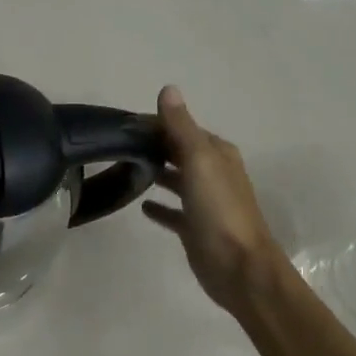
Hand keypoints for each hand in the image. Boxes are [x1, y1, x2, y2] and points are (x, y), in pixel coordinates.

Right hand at [142, 85, 283, 315]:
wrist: (239, 267)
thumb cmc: (219, 209)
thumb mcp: (199, 160)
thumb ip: (181, 126)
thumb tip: (168, 88)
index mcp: (216, 153)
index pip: (181, 128)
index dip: (155, 123)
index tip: (122, 124)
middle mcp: (212, 173)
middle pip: (178, 151)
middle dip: (153, 145)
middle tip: (116, 144)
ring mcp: (205, 202)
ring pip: (176, 179)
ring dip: (156, 172)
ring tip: (123, 168)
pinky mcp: (195, 227)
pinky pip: (173, 211)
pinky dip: (159, 206)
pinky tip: (141, 205)